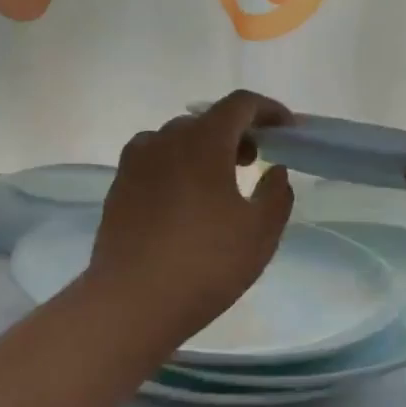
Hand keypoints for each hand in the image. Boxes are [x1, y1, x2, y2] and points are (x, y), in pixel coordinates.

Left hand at [89, 91, 294, 338]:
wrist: (131, 301)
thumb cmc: (205, 264)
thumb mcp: (259, 233)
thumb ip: (276, 194)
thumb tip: (274, 171)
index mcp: (202, 141)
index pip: (240, 105)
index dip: (268, 110)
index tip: (287, 131)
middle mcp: (164, 140)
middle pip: (207, 120)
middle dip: (236, 133)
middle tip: (255, 162)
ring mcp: (135, 162)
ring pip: (176, 139)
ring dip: (203, 149)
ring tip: (218, 183)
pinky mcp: (118, 187)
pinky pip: (154, 161)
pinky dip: (176, 166)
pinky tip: (184, 202)